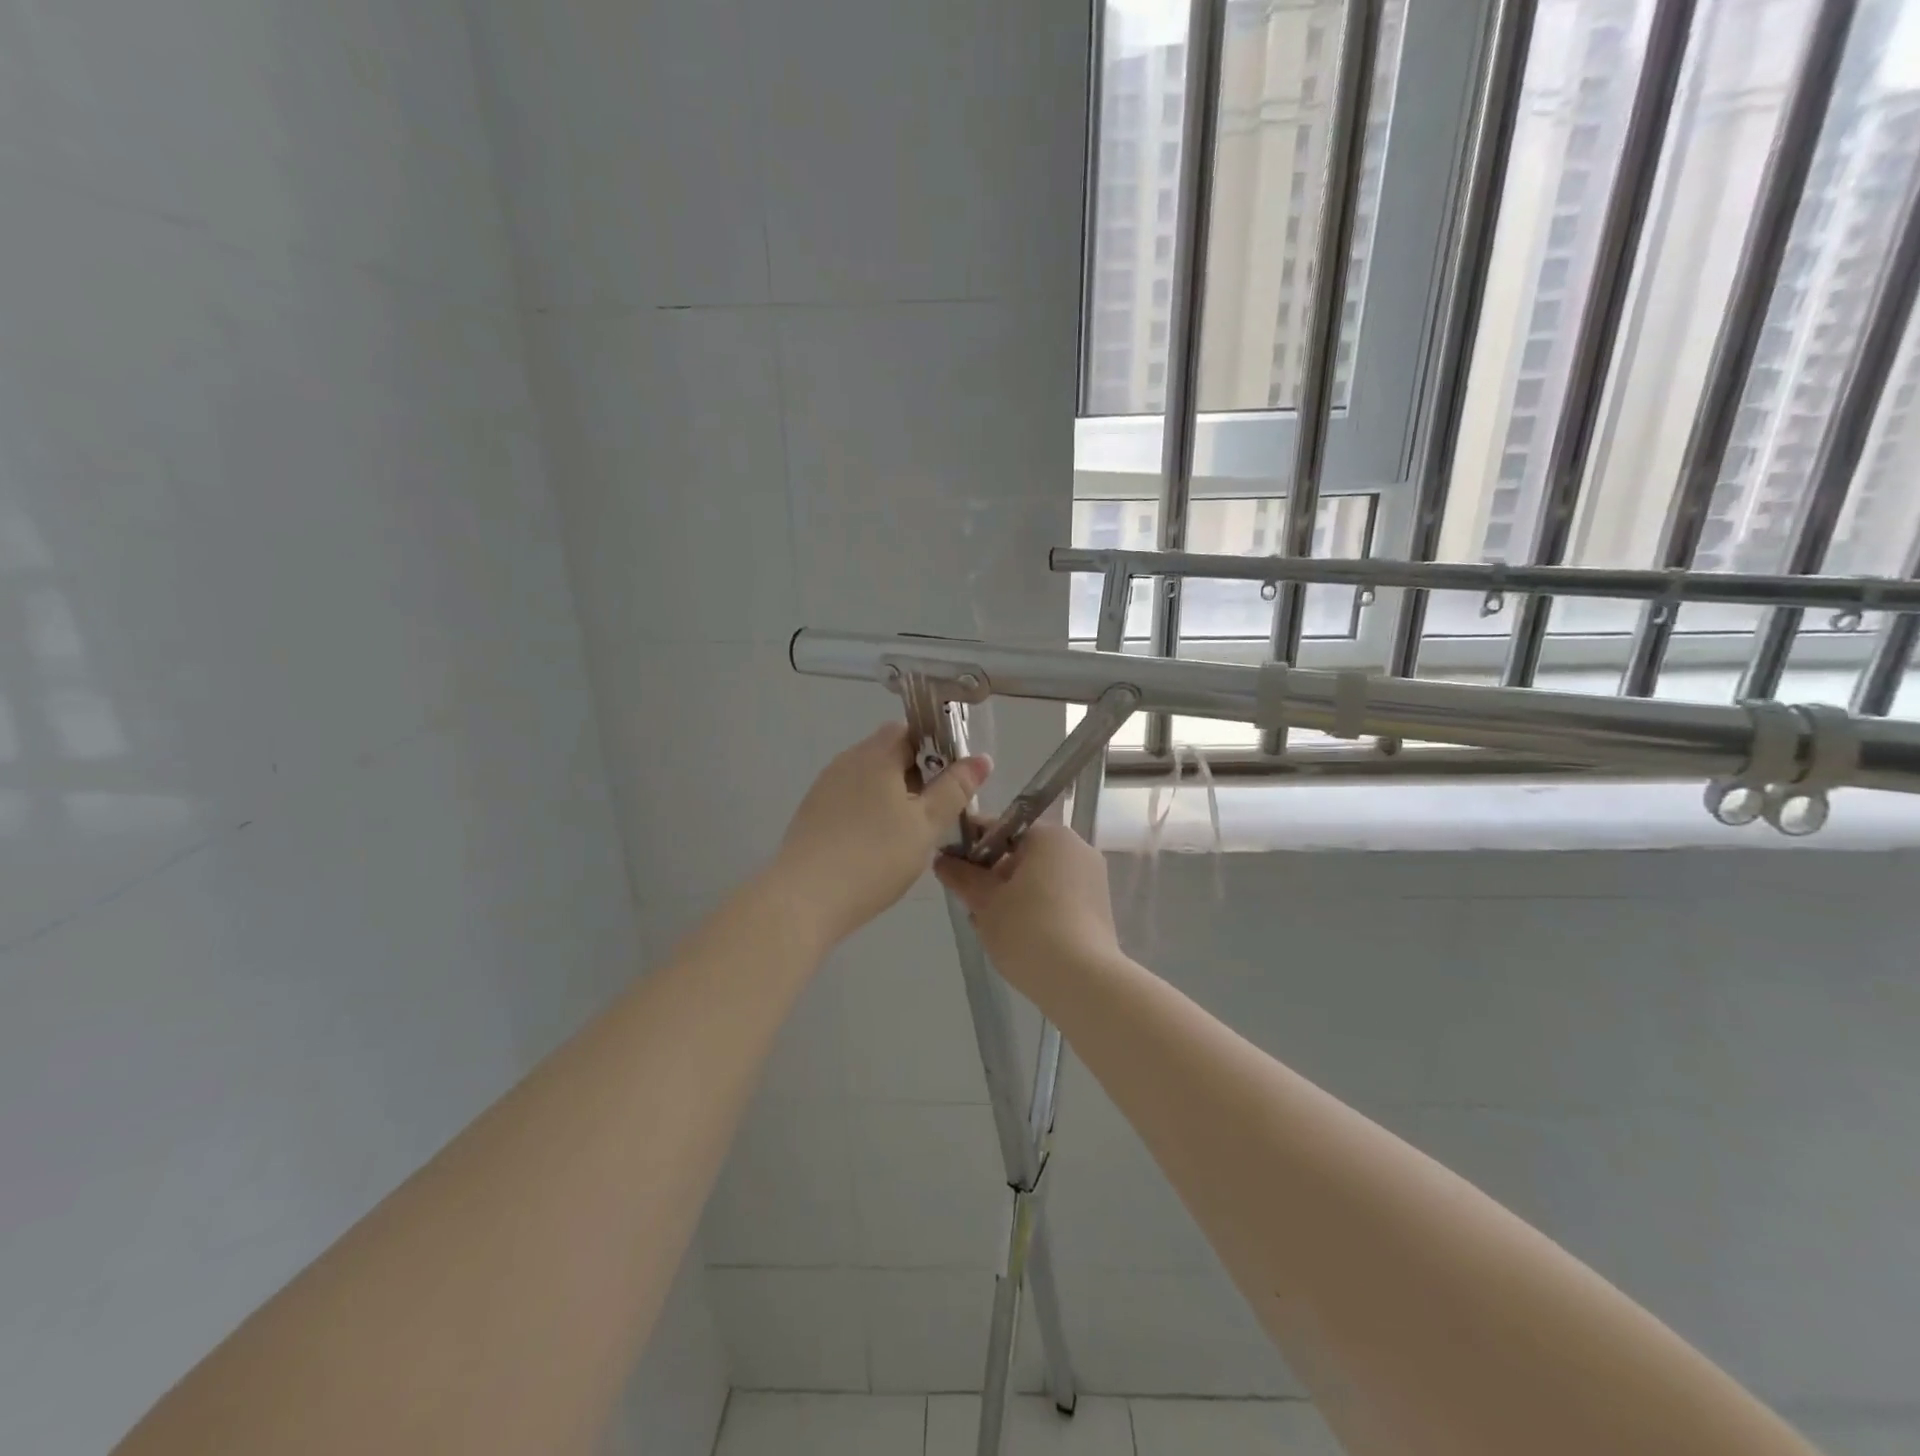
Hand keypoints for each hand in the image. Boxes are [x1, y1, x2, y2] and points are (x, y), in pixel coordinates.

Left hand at [769, 723, 990, 947]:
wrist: (804, 898)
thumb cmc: (875, 857)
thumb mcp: (926, 825)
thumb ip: (955, 789)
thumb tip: (981, 758)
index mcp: (876, 755)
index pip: (910, 730)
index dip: (935, 747)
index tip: (952, 779)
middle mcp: (847, 761)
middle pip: (888, 753)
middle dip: (916, 774)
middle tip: (936, 811)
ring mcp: (825, 786)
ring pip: (868, 778)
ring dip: (892, 794)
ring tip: (909, 831)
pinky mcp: (811, 813)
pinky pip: (849, 799)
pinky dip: (868, 811)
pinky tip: (876, 844)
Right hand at [933, 823, 1120, 995]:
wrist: (1082, 981)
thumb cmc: (1028, 929)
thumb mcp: (984, 901)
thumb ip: (961, 875)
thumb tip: (942, 859)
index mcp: (1051, 836)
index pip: (1002, 828)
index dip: (971, 844)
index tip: (949, 865)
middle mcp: (1076, 848)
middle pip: (1022, 853)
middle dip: (992, 875)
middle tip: (969, 902)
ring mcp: (1092, 879)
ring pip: (1039, 878)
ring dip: (1011, 894)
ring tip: (987, 925)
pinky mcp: (1098, 909)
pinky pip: (1057, 898)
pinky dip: (1034, 909)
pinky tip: (1015, 936)